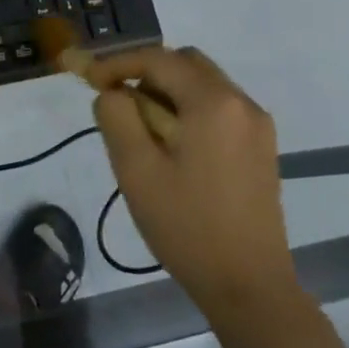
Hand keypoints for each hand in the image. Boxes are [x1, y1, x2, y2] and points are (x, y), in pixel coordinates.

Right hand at [87, 46, 300, 322]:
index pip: (157, 58)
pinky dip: (187, 109)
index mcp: (213, 102)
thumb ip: (116, 115)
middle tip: (116, 102)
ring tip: (140, 129)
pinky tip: (170, 146)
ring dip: (166, 92)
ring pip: (201, 83)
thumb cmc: (187, 226)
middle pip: (184, 63)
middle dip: (145, 73)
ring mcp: (256, 125)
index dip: (117, 63)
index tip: (88, 80)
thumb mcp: (136, 169)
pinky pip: (217, 107)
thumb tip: (113, 92)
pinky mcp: (260, 147)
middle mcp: (241, 102)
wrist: (250, 288)